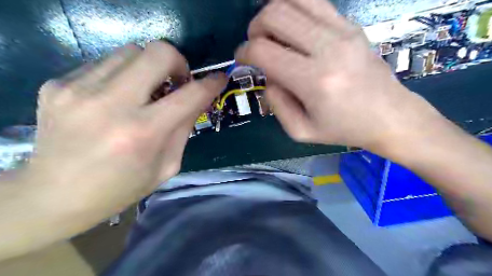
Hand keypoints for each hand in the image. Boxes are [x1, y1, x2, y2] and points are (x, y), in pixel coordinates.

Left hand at [28, 41, 224, 215]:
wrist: (52, 196)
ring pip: (131, 50)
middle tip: (177, 80)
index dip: (211, 83)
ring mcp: (79, 89)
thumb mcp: (167, 166)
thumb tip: (196, 99)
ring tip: (147, 90)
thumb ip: (184, 129)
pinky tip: (118, 97)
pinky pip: (106, 63)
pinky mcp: (58, 84)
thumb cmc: (121, 188)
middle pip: (158, 52)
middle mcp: (111, 105)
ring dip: (149, 67)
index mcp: (144, 133)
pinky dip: (123, 75)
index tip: (219, 79)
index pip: (190, 95)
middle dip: (178, 61)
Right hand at [236, 0, 445, 154]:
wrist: (389, 116)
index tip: (241, 59)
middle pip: (275, 15)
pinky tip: (292, 27)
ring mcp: (342, 31)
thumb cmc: (343, 129)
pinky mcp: (351, 25)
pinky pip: (315, 2)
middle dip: (254, 28)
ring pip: (294, 0)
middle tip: (255, 44)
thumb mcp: (301, 130)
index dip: (243, 52)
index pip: (263, 51)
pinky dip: (294, 7)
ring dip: (273, 13)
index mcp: (313, 81)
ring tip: (271, 32)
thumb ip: (276, 103)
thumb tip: (268, 76)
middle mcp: (327, 48)